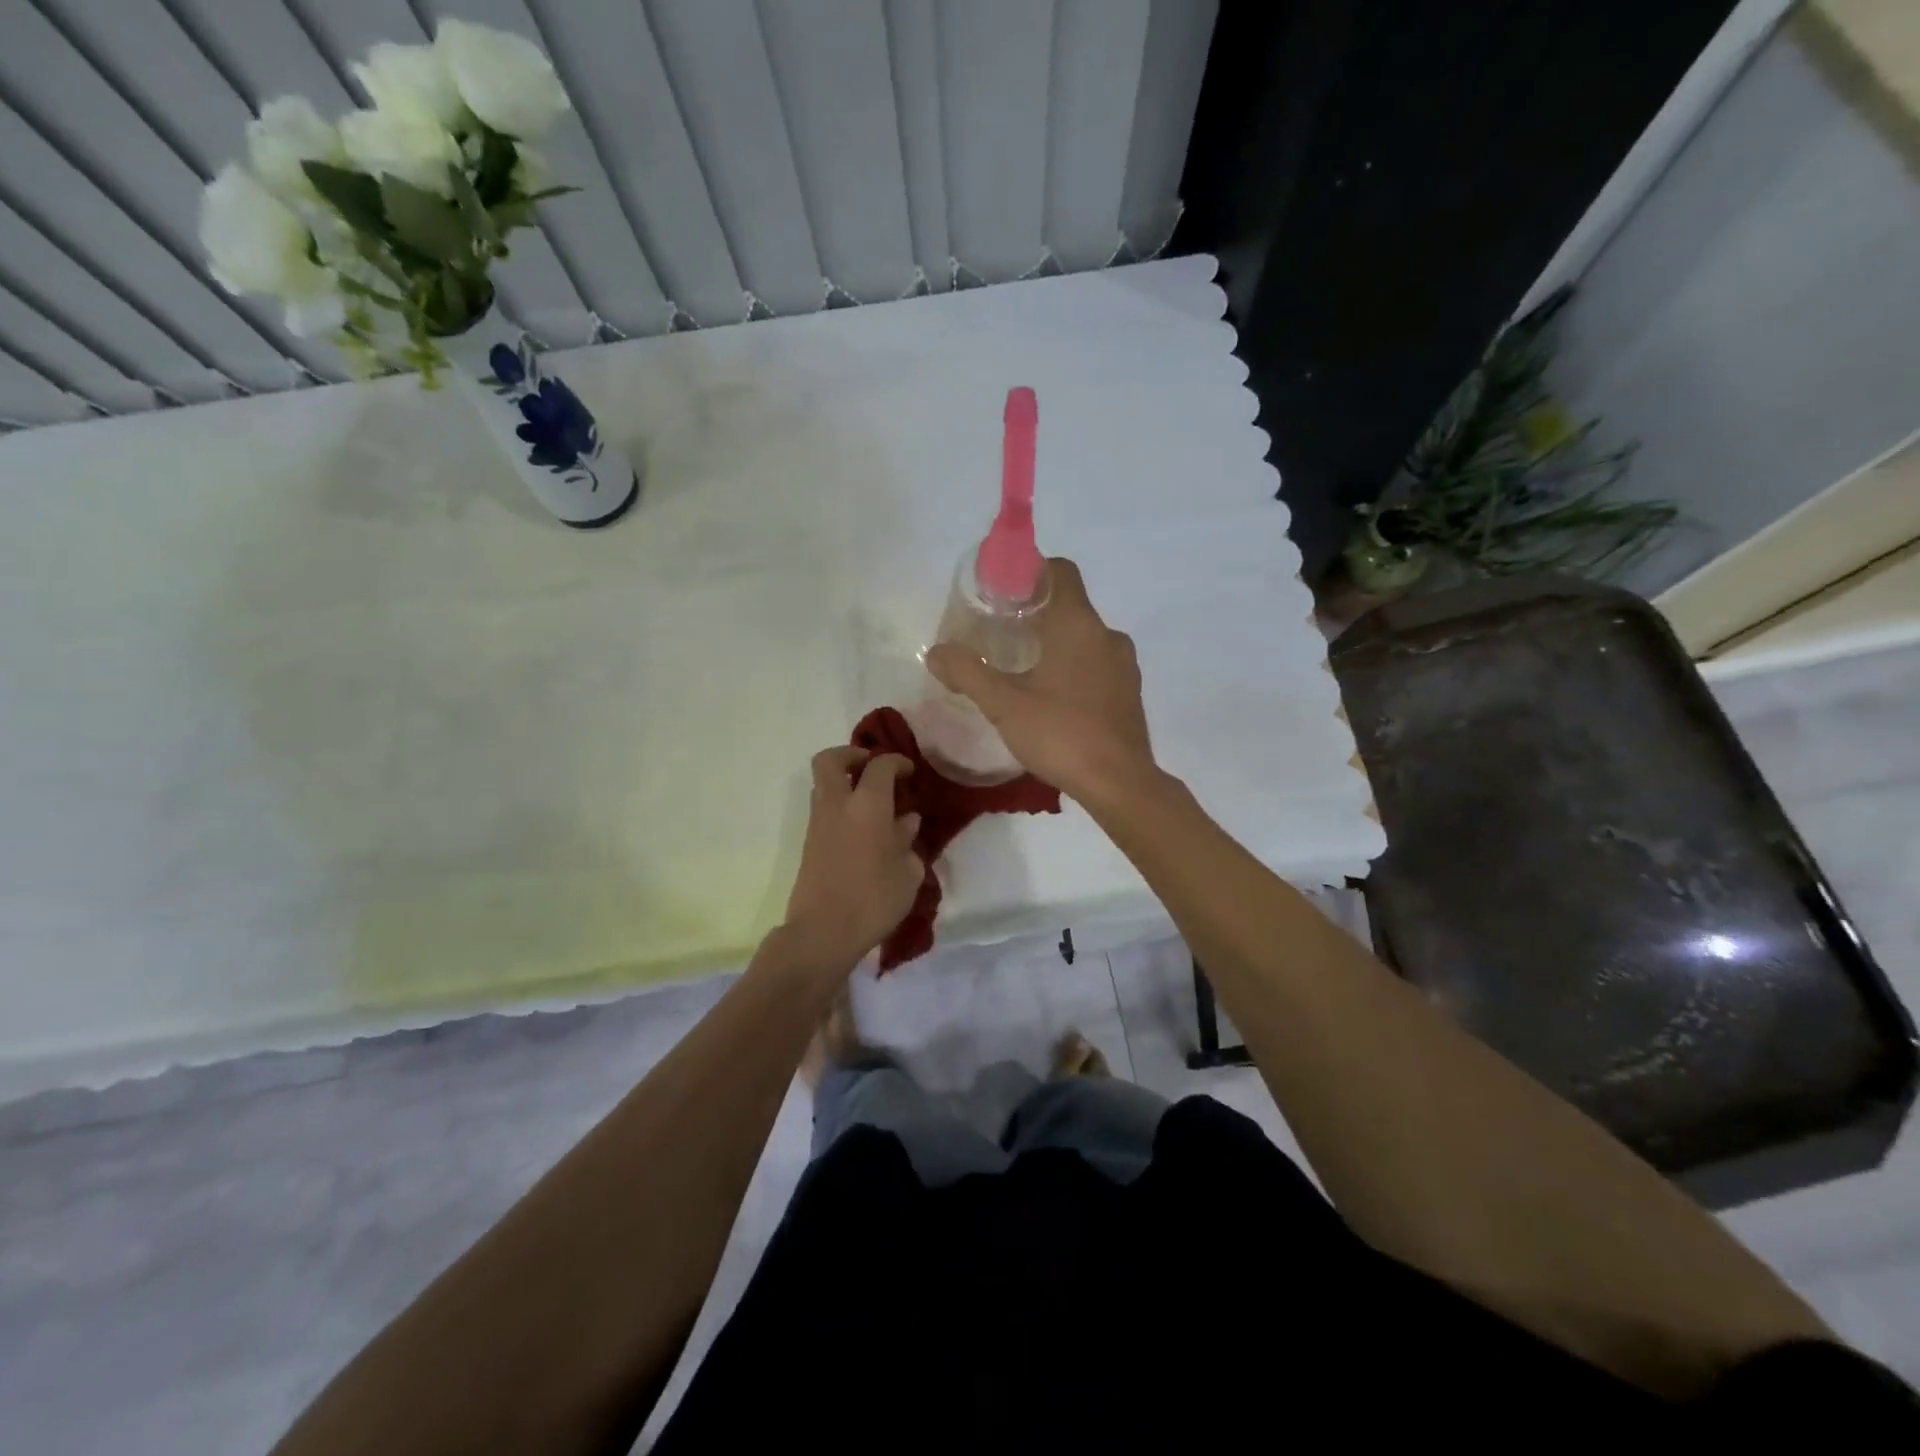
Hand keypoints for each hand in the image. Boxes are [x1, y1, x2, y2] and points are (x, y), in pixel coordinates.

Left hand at [782, 747, 923, 967]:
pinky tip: (863, 829)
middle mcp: (837, 804)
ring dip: (844, 782)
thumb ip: (907, 840)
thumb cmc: (874, 899)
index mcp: (867, 805)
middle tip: (873, 768)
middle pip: (831, 759)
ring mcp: (818, 823)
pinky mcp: (809, 843)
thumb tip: (905, 821)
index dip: (896, 762)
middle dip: (852, 755)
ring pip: (823, 784)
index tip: (909, 772)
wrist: (823, 932)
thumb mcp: (908, 872)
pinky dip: (840, 806)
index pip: (880, 765)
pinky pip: (823, 809)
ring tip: (872, 802)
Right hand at [926, 557, 1156, 809]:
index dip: (1031, 572)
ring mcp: (1124, 664)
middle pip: (1070, 605)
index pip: (1060, 571)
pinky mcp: (1130, 692)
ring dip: (1057, 643)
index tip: (1003, 592)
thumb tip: (935, 652)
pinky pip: (1098, 664)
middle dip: (1036, 613)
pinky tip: (1053, 698)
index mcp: (1078, 624)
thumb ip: (967, 672)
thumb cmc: (1060, 733)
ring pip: (1085, 637)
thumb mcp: (1003, 704)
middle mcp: (1107, 635)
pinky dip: (1075, 667)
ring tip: (1024, 668)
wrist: (1119, 783)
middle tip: (1001, 633)